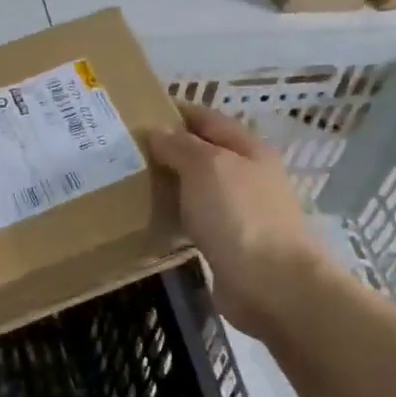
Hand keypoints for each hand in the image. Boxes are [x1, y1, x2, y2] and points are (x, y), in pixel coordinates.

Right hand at [148, 106, 331, 338]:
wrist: (271, 283)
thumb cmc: (239, 215)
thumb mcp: (206, 167)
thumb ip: (180, 146)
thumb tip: (157, 131)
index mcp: (248, 149)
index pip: (207, 119)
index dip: (175, 113)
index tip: (137, 112)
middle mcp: (247, 176)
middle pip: (204, 154)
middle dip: (169, 150)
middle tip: (124, 151)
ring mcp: (240, 212)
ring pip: (198, 188)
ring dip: (171, 184)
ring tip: (130, 183)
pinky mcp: (229, 244)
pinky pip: (196, 220)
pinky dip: (176, 215)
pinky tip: (152, 218)